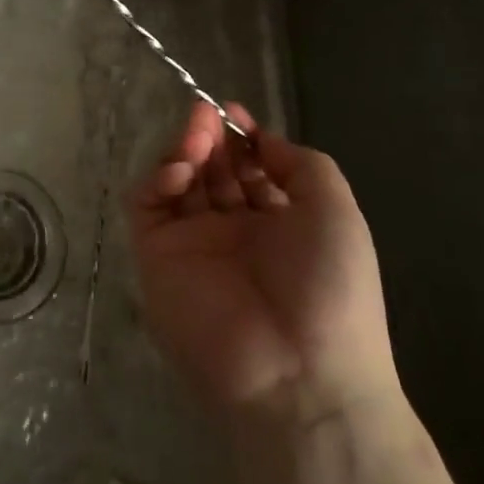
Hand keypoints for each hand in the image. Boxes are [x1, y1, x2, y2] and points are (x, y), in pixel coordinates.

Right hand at [129, 101, 401, 428]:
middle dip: (210, 137)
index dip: (240, 137)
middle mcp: (234, 231)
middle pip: (211, 170)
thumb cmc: (329, 287)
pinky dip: (157, 179)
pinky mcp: (157, 256)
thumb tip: (261, 138)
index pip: (249, 168)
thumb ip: (300, 163)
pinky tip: (179, 169)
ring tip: (196, 136)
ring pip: (178, 182)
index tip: (232, 111)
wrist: (296, 372)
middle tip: (207, 117)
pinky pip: (148, 207)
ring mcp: (193, 244)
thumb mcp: (335, 210)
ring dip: (184, 150)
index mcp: (278, 223)